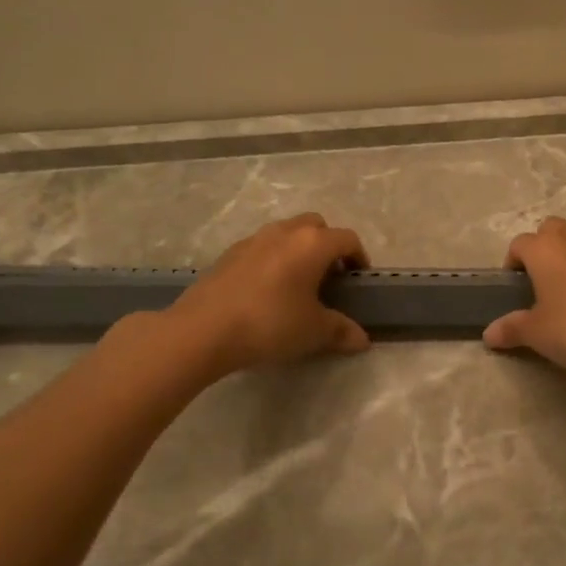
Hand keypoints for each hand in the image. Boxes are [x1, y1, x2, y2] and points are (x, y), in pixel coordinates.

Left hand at [171, 213, 370, 375]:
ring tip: (297, 282)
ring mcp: (254, 239)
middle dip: (327, 245)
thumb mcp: (314, 332)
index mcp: (313, 244)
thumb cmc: (270, 324)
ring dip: (298, 249)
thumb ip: (341, 331)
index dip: (358, 257)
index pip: (347, 239)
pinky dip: (272, 259)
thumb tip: (363, 340)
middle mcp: (285, 232)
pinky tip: (266, 290)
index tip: (357, 280)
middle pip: (316, 226)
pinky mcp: (229, 253)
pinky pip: (262, 247)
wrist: (203, 330)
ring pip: (286, 233)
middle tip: (328, 276)